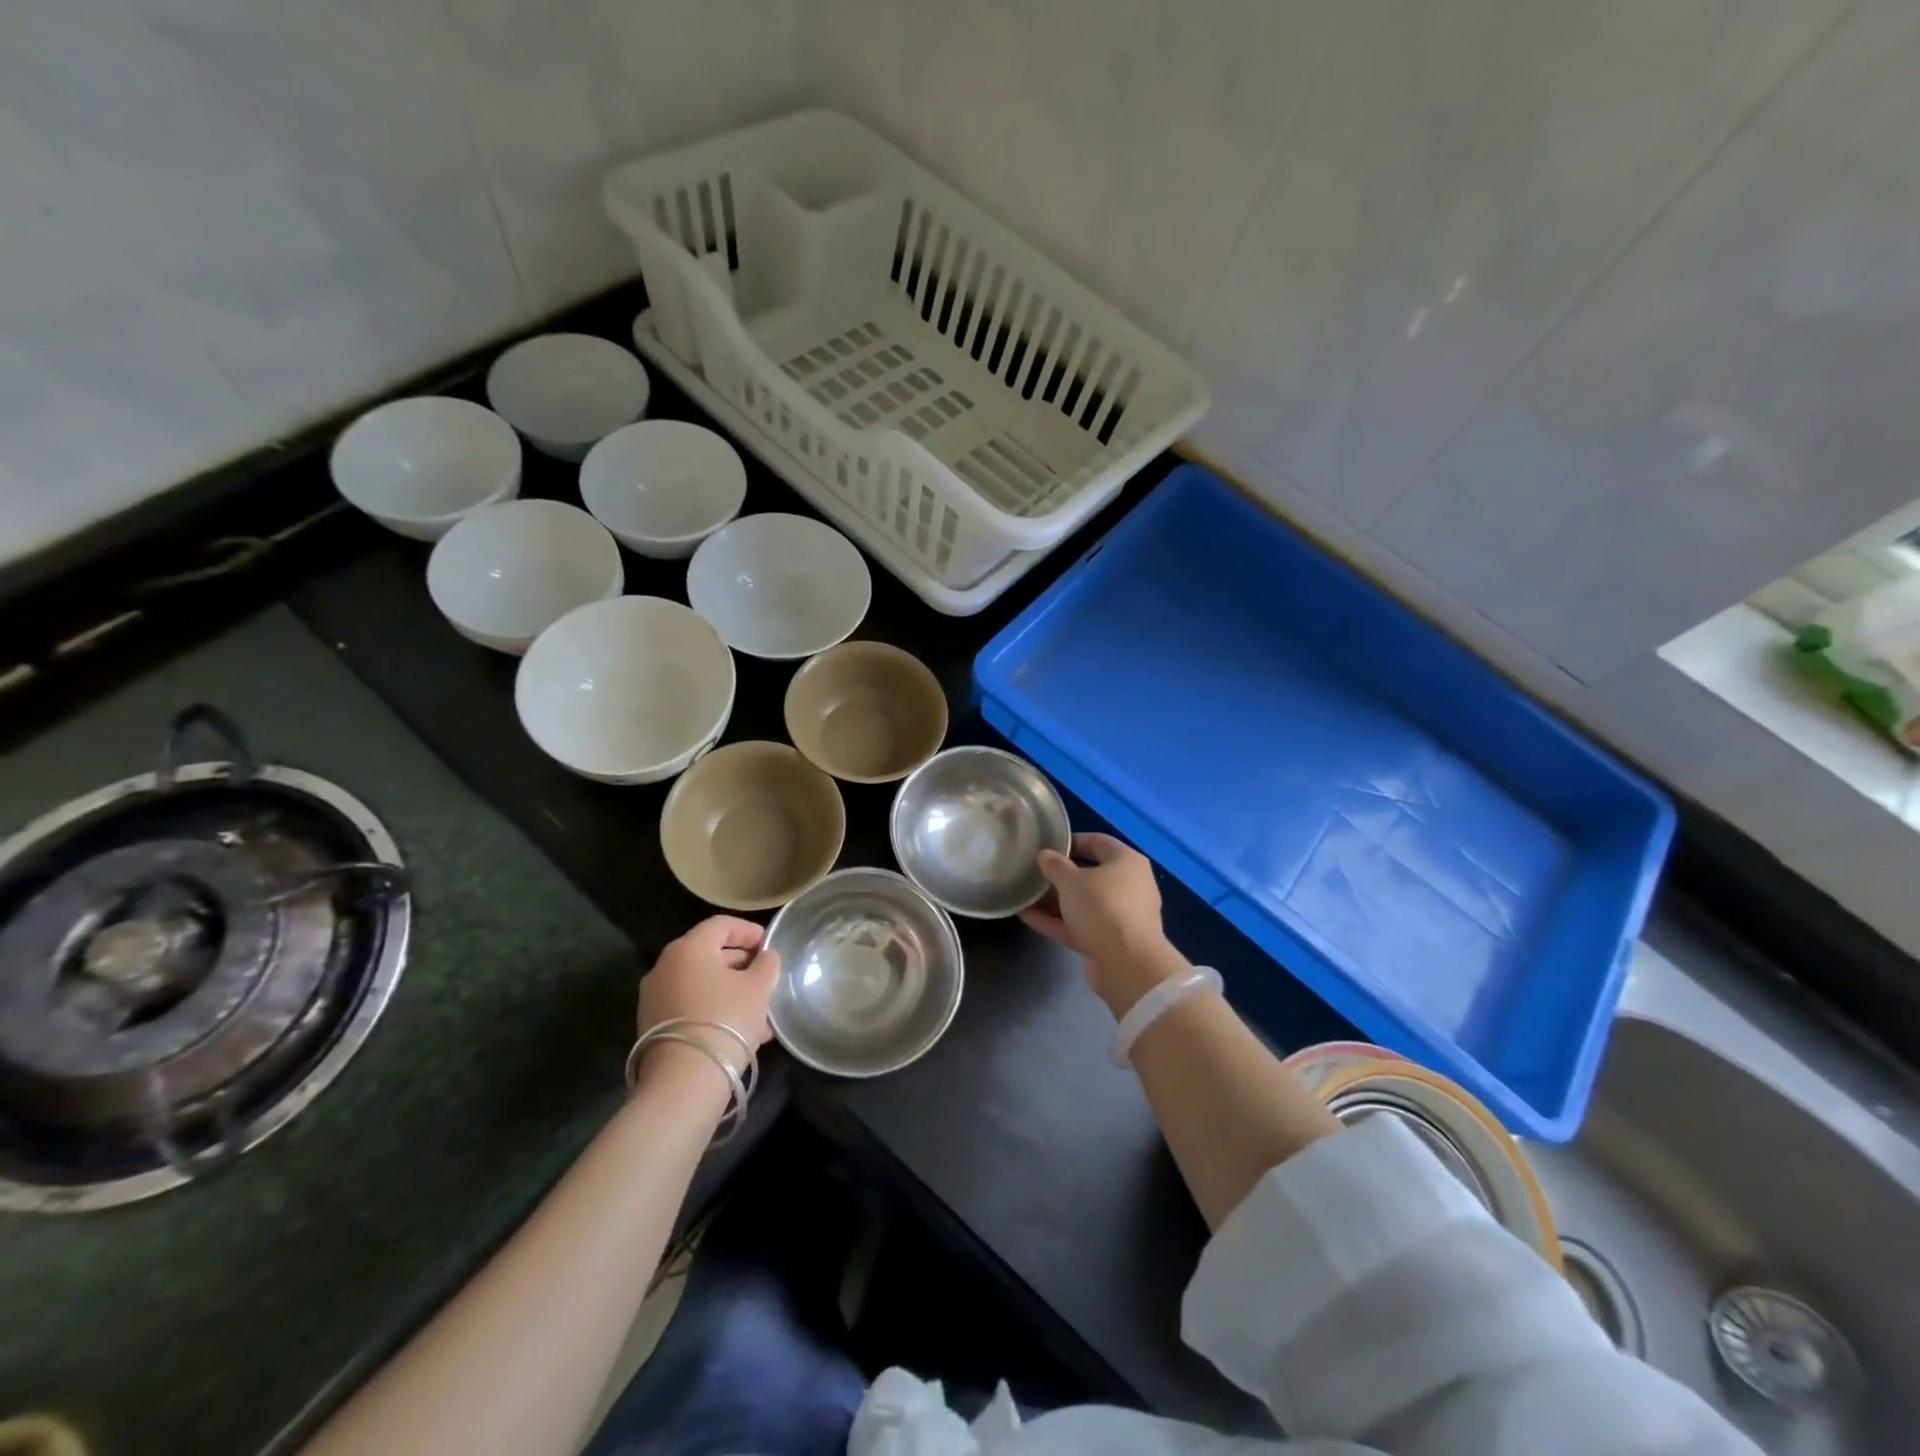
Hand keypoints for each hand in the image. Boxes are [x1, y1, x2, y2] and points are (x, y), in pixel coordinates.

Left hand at [637, 916, 780, 1075]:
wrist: (683, 1081)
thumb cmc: (726, 1020)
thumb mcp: (759, 987)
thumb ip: (767, 964)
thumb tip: (765, 957)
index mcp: (689, 948)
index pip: (721, 924)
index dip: (749, 930)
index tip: (769, 945)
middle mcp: (665, 966)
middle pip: (709, 953)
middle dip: (741, 964)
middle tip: (765, 977)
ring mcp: (655, 997)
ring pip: (701, 983)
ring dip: (731, 990)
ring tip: (760, 1010)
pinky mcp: (653, 1025)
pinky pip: (690, 1005)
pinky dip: (714, 1008)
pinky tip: (740, 1030)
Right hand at [1021, 834, 1182, 1015]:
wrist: (1127, 964)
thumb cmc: (1102, 908)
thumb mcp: (1071, 881)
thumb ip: (1055, 865)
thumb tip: (1044, 855)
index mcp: (1127, 862)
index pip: (1099, 842)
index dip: (1073, 841)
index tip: (1049, 845)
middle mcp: (1129, 886)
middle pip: (1091, 874)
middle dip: (1061, 875)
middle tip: (1035, 872)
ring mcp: (1121, 916)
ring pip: (1084, 903)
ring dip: (1055, 901)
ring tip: (1026, 895)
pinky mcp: (1110, 941)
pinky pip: (1080, 925)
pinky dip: (1057, 921)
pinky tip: (1028, 917)